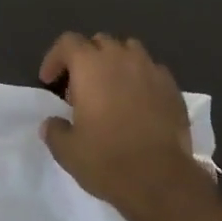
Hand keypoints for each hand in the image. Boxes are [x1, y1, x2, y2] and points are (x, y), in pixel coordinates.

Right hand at [39, 32, 203, 216]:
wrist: (161, 178)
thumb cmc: (108, 160)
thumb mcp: (68, 152)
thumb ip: (55, 131)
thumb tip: (51, 123)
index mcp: (90, 66)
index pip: (68, 42)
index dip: (55, 58)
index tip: (50, 81)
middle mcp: (120, 57)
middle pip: (99, 42)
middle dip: (86, 58)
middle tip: (81, 88)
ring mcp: (149, 68)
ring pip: (128, 49)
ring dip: (116, 62)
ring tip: (112, 88)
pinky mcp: (171, 85)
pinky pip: (151, 69)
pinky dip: (141, 78)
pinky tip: (139, 101)